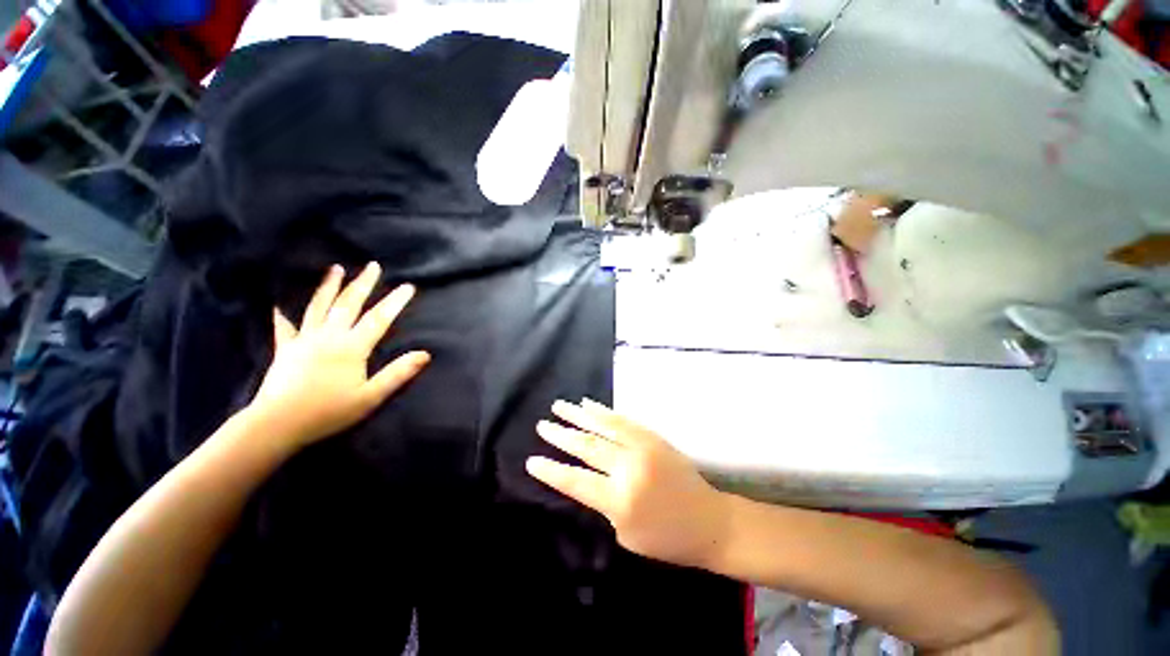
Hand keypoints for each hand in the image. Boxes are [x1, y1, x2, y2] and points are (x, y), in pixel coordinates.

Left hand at [250, 263, 429, 448]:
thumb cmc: (328, 411)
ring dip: (329, 286)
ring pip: (318, 307)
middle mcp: (329, 336)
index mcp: (352, 347)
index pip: (379, 319)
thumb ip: (398, 373)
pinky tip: (280, 304)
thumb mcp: (371, 396)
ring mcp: (304, 340)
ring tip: (336, 268)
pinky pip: (284, 327)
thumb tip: (425, 354)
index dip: (395, 301)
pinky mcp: (284, 349)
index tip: (408, 286)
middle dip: (363, 284)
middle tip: (373, 265)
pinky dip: (283, 314)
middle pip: (348, 304)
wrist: (277, 424)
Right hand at [527, 399, 729, 568]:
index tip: (531, 459)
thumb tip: (588, 475)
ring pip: (603, 426)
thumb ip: (603, 503)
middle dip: (561, 436)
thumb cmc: (666, 539)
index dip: (551, 470)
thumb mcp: (626, 534)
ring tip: (558, 406)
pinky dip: (603, 412)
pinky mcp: (653, 437)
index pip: (576, 482)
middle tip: (542, 426)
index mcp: (619, 501)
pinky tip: (588, 405)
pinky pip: (623, 420)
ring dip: (578, 415)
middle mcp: (628, 469)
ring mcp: (642, 448)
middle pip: (587, 447)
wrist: (709, 521)